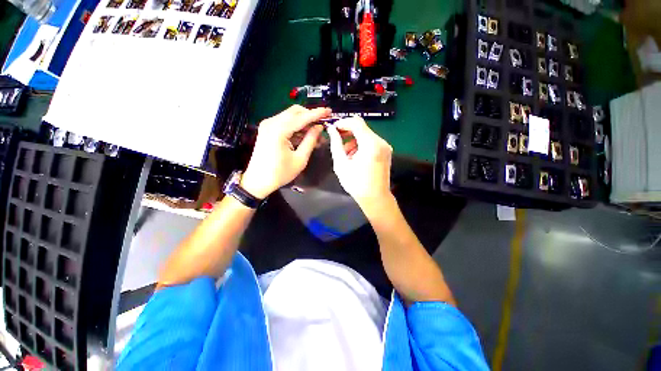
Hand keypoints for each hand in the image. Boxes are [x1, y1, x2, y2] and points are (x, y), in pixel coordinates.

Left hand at [241, 105, 330, 198]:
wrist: (258, 181)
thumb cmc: (280, 173)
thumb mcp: (300, 159)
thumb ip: (310, 141)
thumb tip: (319, 128)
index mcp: (279, 131)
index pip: (302, 117)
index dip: (317, 114)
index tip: (329, 111)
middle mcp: (271, 123)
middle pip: (295, 112)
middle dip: (310, 116)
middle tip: (323, 123)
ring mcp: (268, 125)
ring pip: (290, 116)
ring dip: (304, 123)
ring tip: (317, 134)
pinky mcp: (267, 129)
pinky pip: (285, 123)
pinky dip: (296, 127)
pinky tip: (306, 136)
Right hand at [327, 116, 393, 212]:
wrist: (375, 198)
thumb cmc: (356, 183)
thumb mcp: (341, 164)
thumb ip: (336, 144)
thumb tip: (331, 130)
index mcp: (370, 144)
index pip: (356, 122)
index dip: (343, 122)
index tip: (333, 129)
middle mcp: (381, 142)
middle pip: (362, 127)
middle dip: (347, 131)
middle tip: (336, 139)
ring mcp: (385, 146)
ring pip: (366, 134)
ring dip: (353, 139)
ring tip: (345, 153)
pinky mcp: (386, 151)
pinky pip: (371, 142)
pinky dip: (361, 144)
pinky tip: (354, 156)